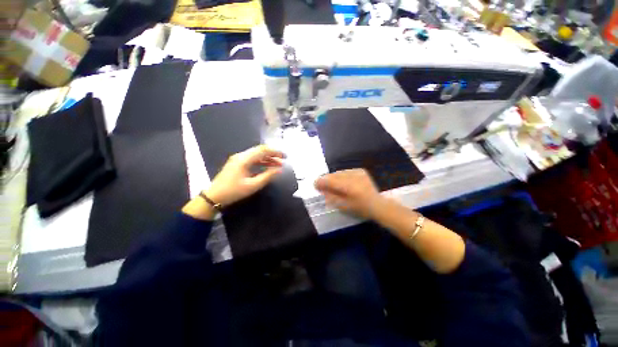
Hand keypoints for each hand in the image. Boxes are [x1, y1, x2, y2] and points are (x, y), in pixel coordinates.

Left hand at [205, 145, 285, 205]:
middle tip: (283, 160)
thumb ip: (268, 176)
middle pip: (260, 150)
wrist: (214, 196)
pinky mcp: (237, 163)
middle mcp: (241, 155)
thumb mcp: (253, 185)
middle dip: (273, 154)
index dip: (275, 152)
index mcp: (244, 159)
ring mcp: (238, 159)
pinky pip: (252, 159)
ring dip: (268, 158)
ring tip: (278, 164)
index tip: (285, 157)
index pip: (263, 150)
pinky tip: (268, 166)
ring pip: (256, 154)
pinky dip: (261, 161)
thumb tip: (280, 169)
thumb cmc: (234, 191)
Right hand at [314, 169, 382, 219]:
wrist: (377, 204)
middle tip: (322, 186)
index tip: (315, 185)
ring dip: (333, 178)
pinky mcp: (360, 170)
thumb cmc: (360, 209)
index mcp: (349, 187)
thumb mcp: (343, 206)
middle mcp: (353, 176)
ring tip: (332, 184)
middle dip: (326, 180)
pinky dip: (341, 176)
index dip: (321, 182)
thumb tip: (320, 188)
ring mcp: (357, 172)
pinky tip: (342, 182)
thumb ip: (330, 196)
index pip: (330, 180)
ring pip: (339, 172)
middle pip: (333, 175)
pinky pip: (345, 171)